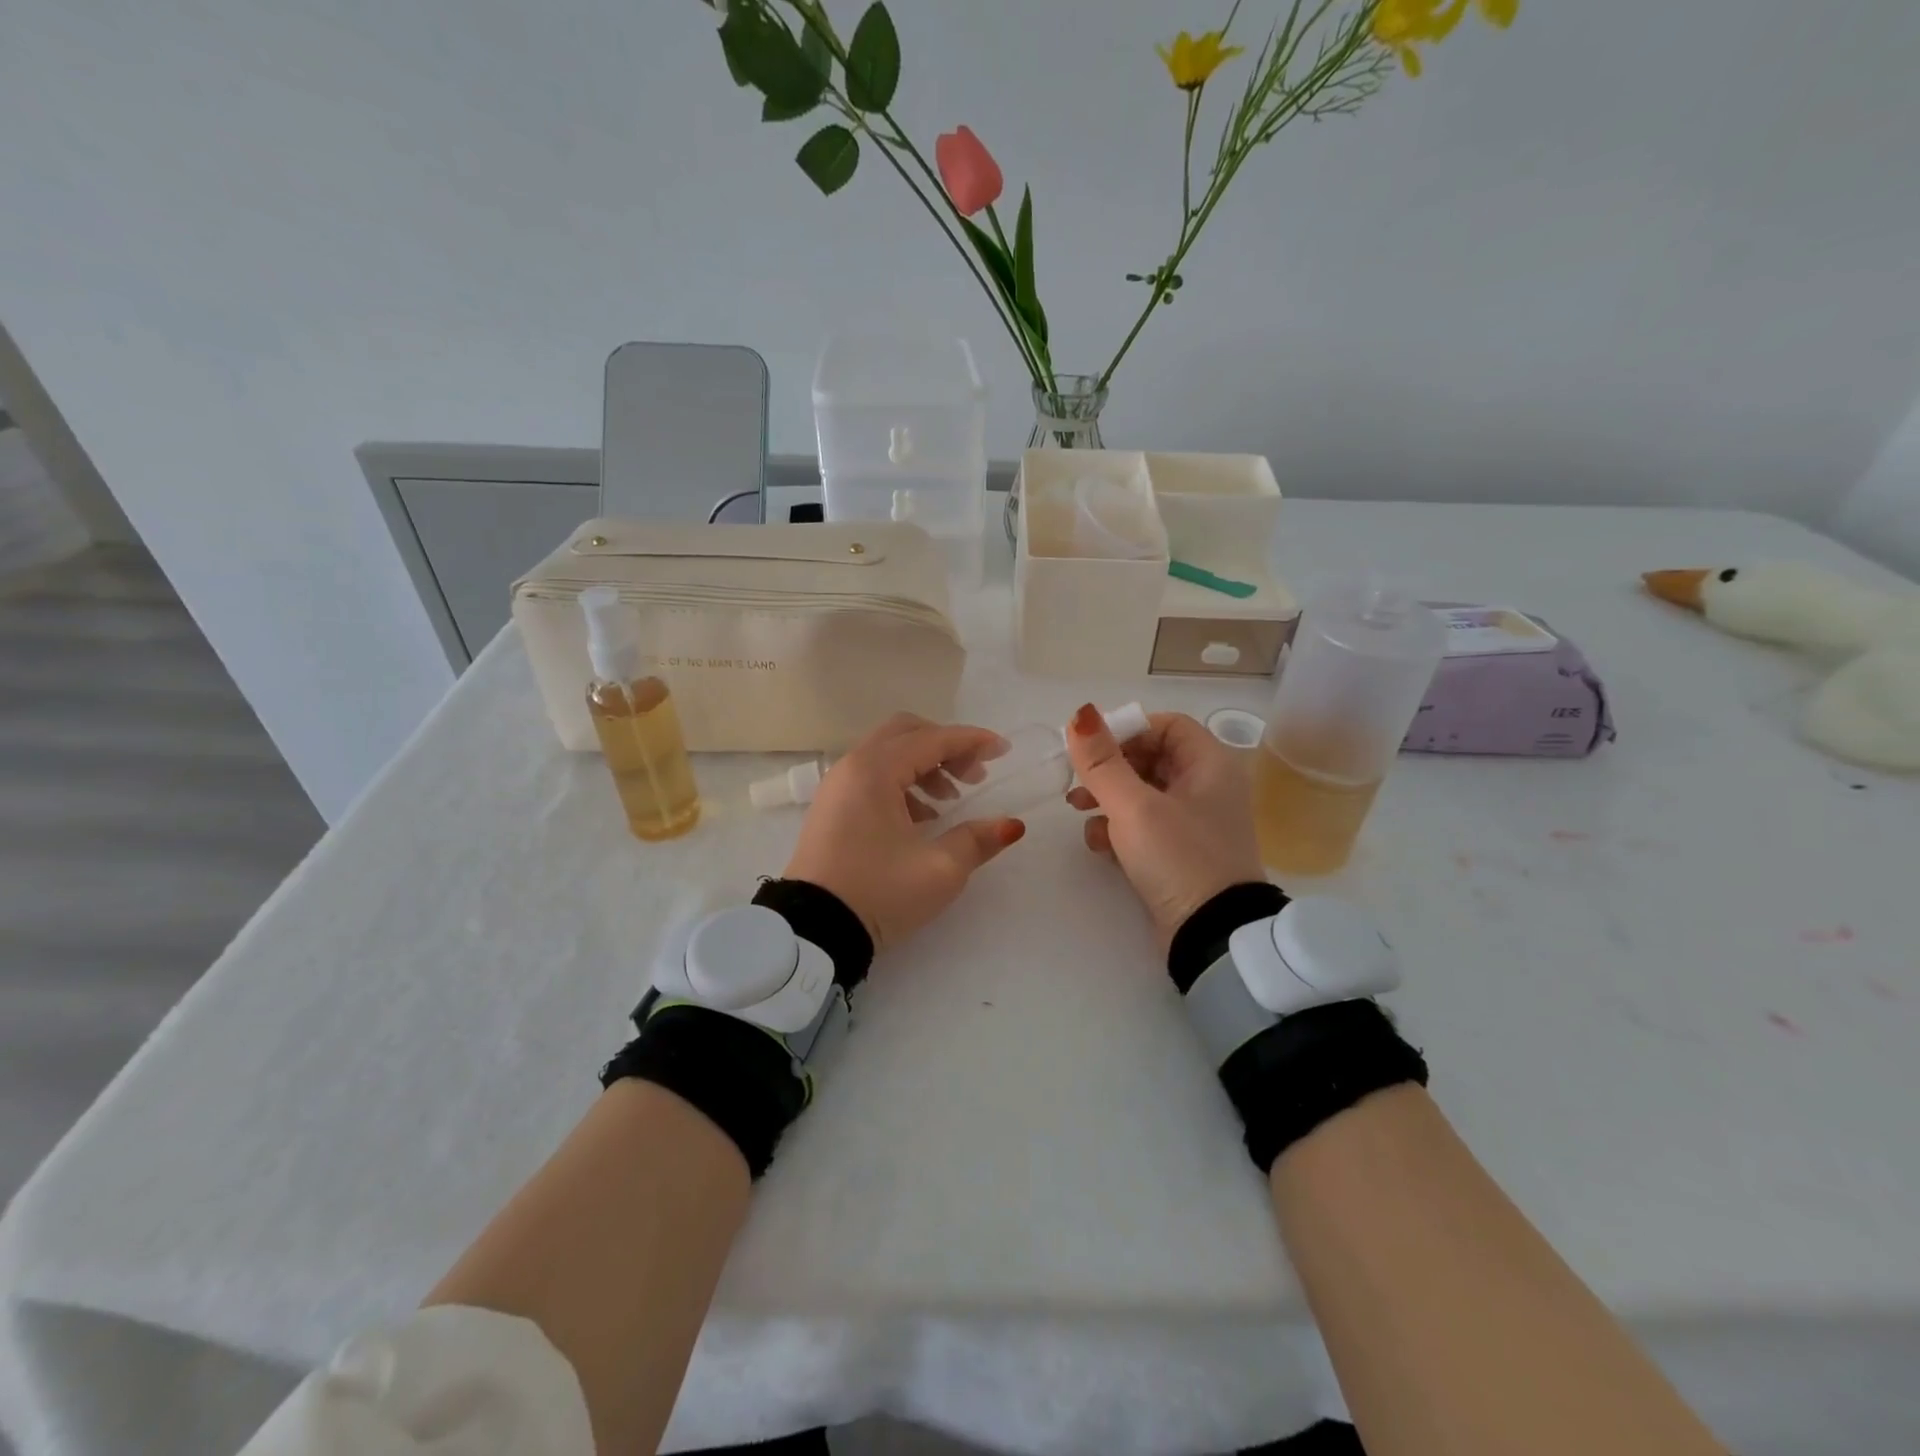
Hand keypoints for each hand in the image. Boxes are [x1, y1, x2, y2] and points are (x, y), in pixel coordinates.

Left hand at [784, 714, 1026, 952]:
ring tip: (951, 801)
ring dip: (925, 766)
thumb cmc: (879, 893)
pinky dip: (903, 783)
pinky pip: (872, 777)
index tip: (1004, 750)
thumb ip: (977, 840)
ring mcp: (837, 787)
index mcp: (875, 771)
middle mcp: (852, 767)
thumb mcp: (939, 870)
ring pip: (888, 754)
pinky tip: (923, 818)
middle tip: (975, 776)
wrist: (812, 931)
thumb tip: (1011, 825)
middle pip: (906, 733)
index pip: (932, 739)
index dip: (972, 741)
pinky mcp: (831, 809)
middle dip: (946, 747)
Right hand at [1064, 705, 1264, 946]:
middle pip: (1150, 757)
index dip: (1126, 729)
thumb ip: (1102, 762)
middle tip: (1078, 780)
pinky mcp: (1179, 852)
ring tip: (1078, 809)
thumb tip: (1080, 714)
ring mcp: (1194, 822)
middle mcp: (1207, 787)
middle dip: (1110, 767)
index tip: (1091, 747)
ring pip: (1142, 792)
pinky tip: (1098, 844)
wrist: (1211, 935)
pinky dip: (1119, 828)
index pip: (1165, 725)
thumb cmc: (1178, 858)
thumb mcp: (1134, 806)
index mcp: (1210, 765)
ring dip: (1108, 796)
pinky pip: (1144, 825)